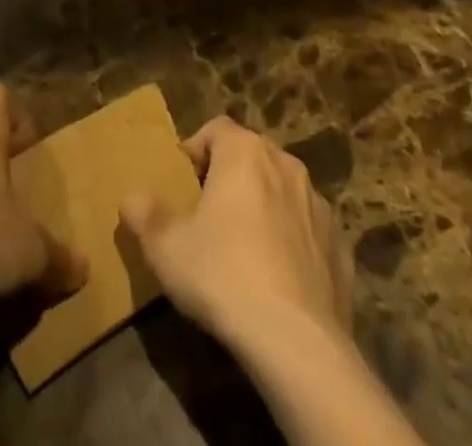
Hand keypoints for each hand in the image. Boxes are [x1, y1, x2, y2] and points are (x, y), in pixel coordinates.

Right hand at [120, 116, 352, 353]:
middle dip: (230, 177)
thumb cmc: (224, 276)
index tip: (184, 184)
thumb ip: (145, 215)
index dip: (196, 150)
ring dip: (263, 207)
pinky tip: (278, 281)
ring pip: (282, 191)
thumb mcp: (166, 248)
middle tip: (208, 215)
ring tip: (243, 249)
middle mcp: (286, 164)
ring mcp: (319, 205)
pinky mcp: (341, 247)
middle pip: (250, 156)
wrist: (298, 344)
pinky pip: (308, 231)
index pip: (216, 128)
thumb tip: (130, 198)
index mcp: (245, 152)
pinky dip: (293, 244)